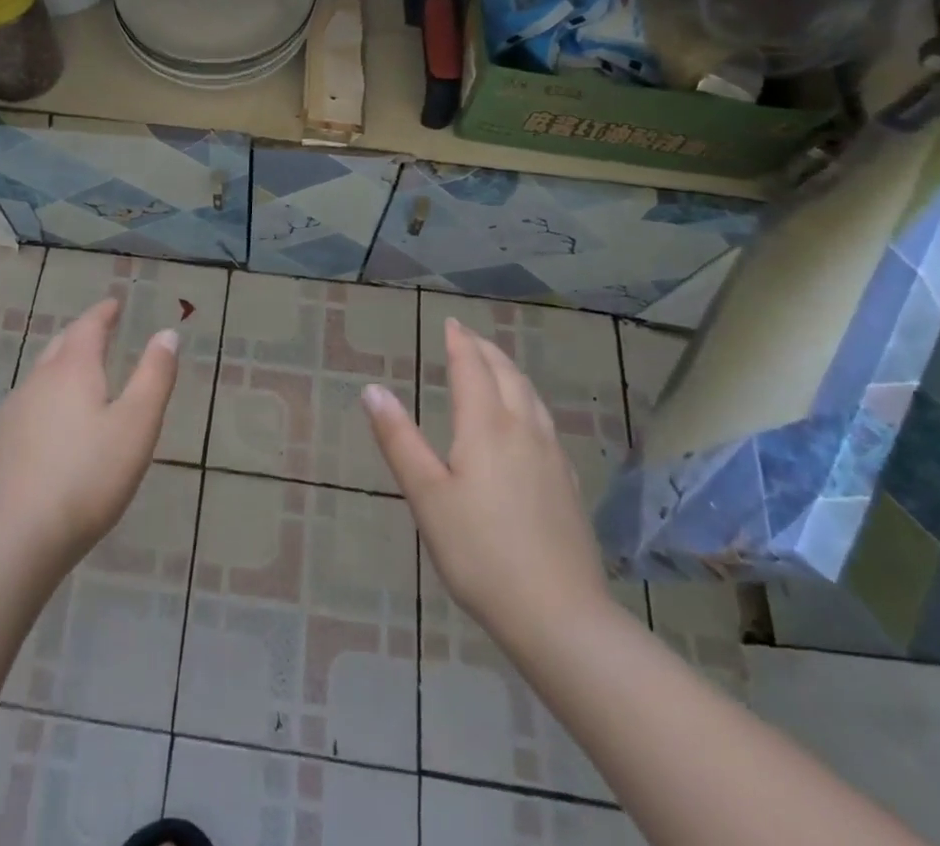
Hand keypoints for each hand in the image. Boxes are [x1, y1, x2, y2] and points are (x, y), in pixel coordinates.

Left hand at [0, 297, 176, 580]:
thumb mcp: (137, 425)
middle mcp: (37, 381)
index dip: (103, 312)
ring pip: (39, 376)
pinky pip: (25, 407)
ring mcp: (11, 413)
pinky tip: (49, 426)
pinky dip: (44, 401)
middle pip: (60, 346)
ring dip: (61, 368)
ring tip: (78, 377)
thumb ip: (154, 376)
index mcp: (73, 370)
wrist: (16, 539)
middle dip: (81, 335)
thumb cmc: (88, 477)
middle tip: (99, 333)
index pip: (89, 326)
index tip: (114, 304)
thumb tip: (167, 333)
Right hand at [363, 317, 616, 643]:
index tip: (451, 323)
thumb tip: (372, 389)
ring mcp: (551, 456)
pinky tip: (527, 420)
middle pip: (506, 375)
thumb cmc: (480, 553)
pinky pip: (545, 421)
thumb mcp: (427, 496)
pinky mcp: (567, 483)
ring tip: (496, 366)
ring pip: (531, 396)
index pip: (472, 369)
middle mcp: (523, 430)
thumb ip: (399, 440)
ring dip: (510, 371)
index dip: (459, 343)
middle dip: (486, 350)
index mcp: (487, 427)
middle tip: (469, 337)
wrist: (560, 617)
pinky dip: (528, 400)